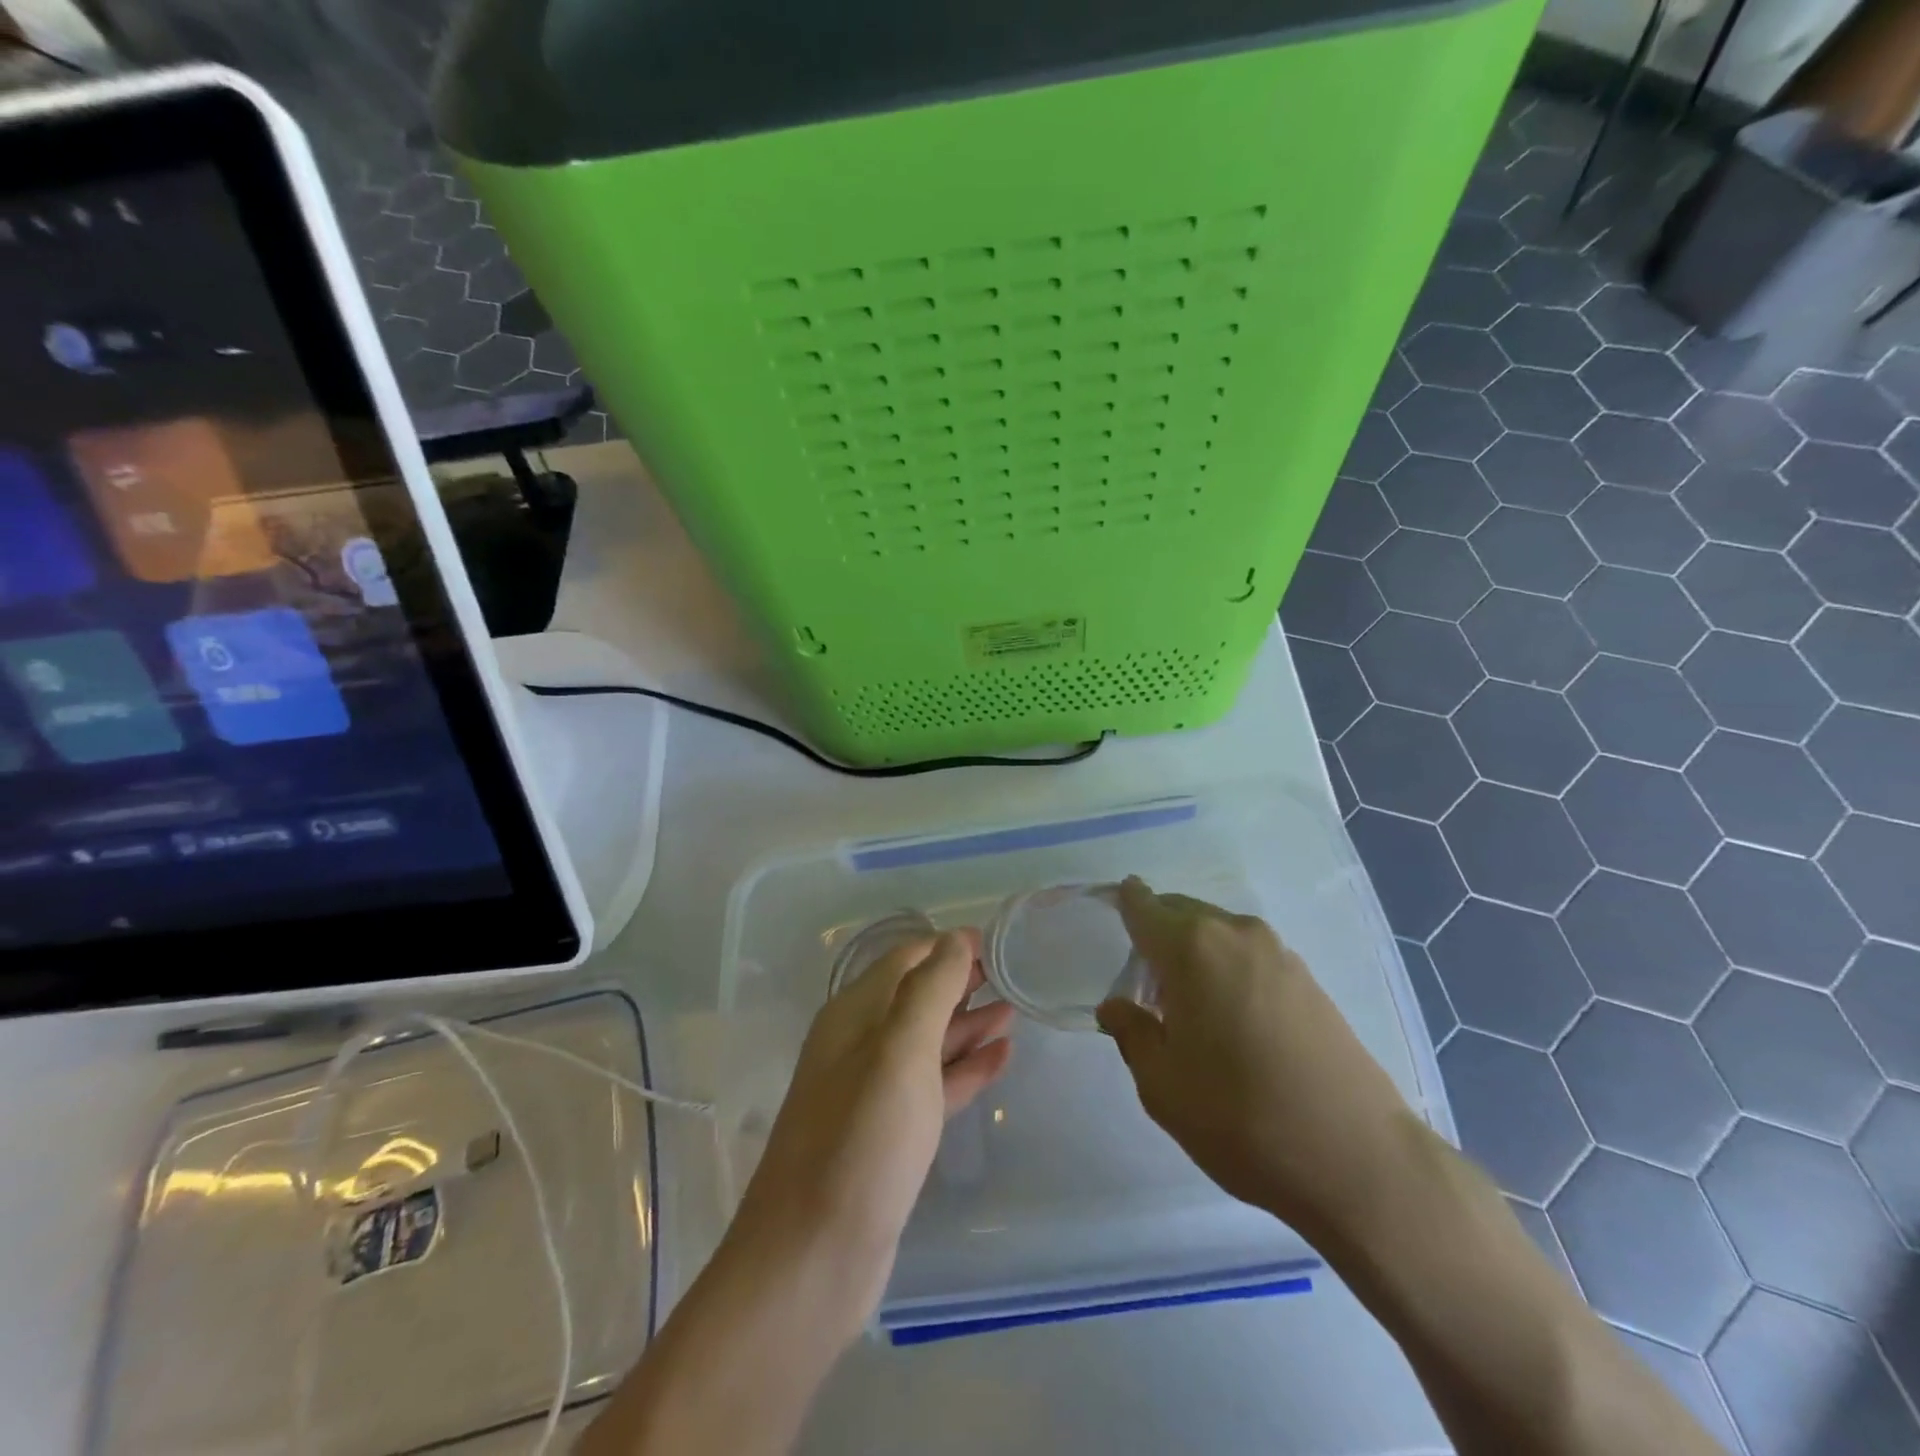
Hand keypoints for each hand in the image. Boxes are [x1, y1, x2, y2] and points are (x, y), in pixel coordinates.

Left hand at [729, 929, 1013, 1340]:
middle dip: (960, 982)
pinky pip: (934, 1085)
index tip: (994, 942)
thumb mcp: (900, 1050)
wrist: (813, 1257)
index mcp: (854, 1015)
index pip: (905, 960)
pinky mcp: (891, 1135)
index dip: (947, 947)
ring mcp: (874, 1092)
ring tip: (1013, 1011)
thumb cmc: (861, 1140)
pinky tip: (1000, 1059)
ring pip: (928, 1042)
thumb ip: (929, 990)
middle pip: (916, 998)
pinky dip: (965, 1068)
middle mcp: (860, 1045)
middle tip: (1009, 974)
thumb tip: (955, 939)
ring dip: (968, 1024)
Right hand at [1096, 878, 1418, 1245]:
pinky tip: (1231, 1020)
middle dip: (1157, 936)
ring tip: (1187, 1009)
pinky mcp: (1309, 979)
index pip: (1143, 907)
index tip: (1111, 907)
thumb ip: (1132, 1033)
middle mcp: (1235, 934)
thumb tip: (1116, 1006)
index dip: (1124, 902)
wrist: (1358, 1160)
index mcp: (1191, 948)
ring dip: (1194, 954)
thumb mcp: (1162, 1085)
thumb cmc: (1241, 1119)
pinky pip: (1249, 955)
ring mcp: (1279, 953)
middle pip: (1182, 913)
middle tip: (1144, 986)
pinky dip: (1227, 969)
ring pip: (1217, 933)